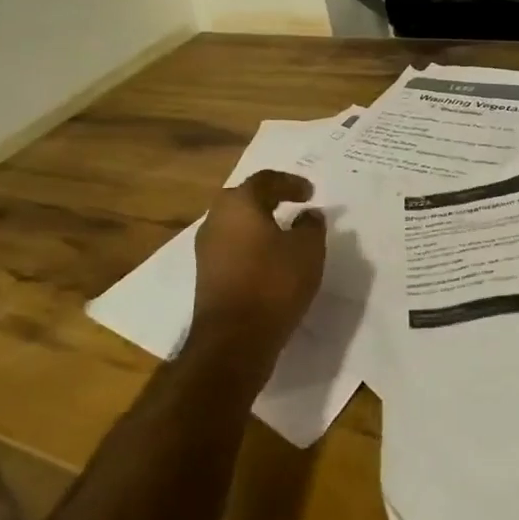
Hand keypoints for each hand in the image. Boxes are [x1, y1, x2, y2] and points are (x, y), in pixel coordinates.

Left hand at [190, 170, 326, 364]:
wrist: (233, 339)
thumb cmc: (273, 283)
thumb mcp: (308, 250)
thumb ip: (311, 226)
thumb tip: (308, 215)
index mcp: (239, 203)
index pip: (266, 180)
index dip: (290, 183)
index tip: (310, 193)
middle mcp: (216, 218)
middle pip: (245, 198)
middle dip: (270, 199)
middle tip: (293, 204)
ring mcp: (206, 248)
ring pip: (236, 224)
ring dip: (259, 223)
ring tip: (284, 232)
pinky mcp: (206, 274)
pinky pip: (232, 246)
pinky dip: (251, 245)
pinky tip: (269, 259)